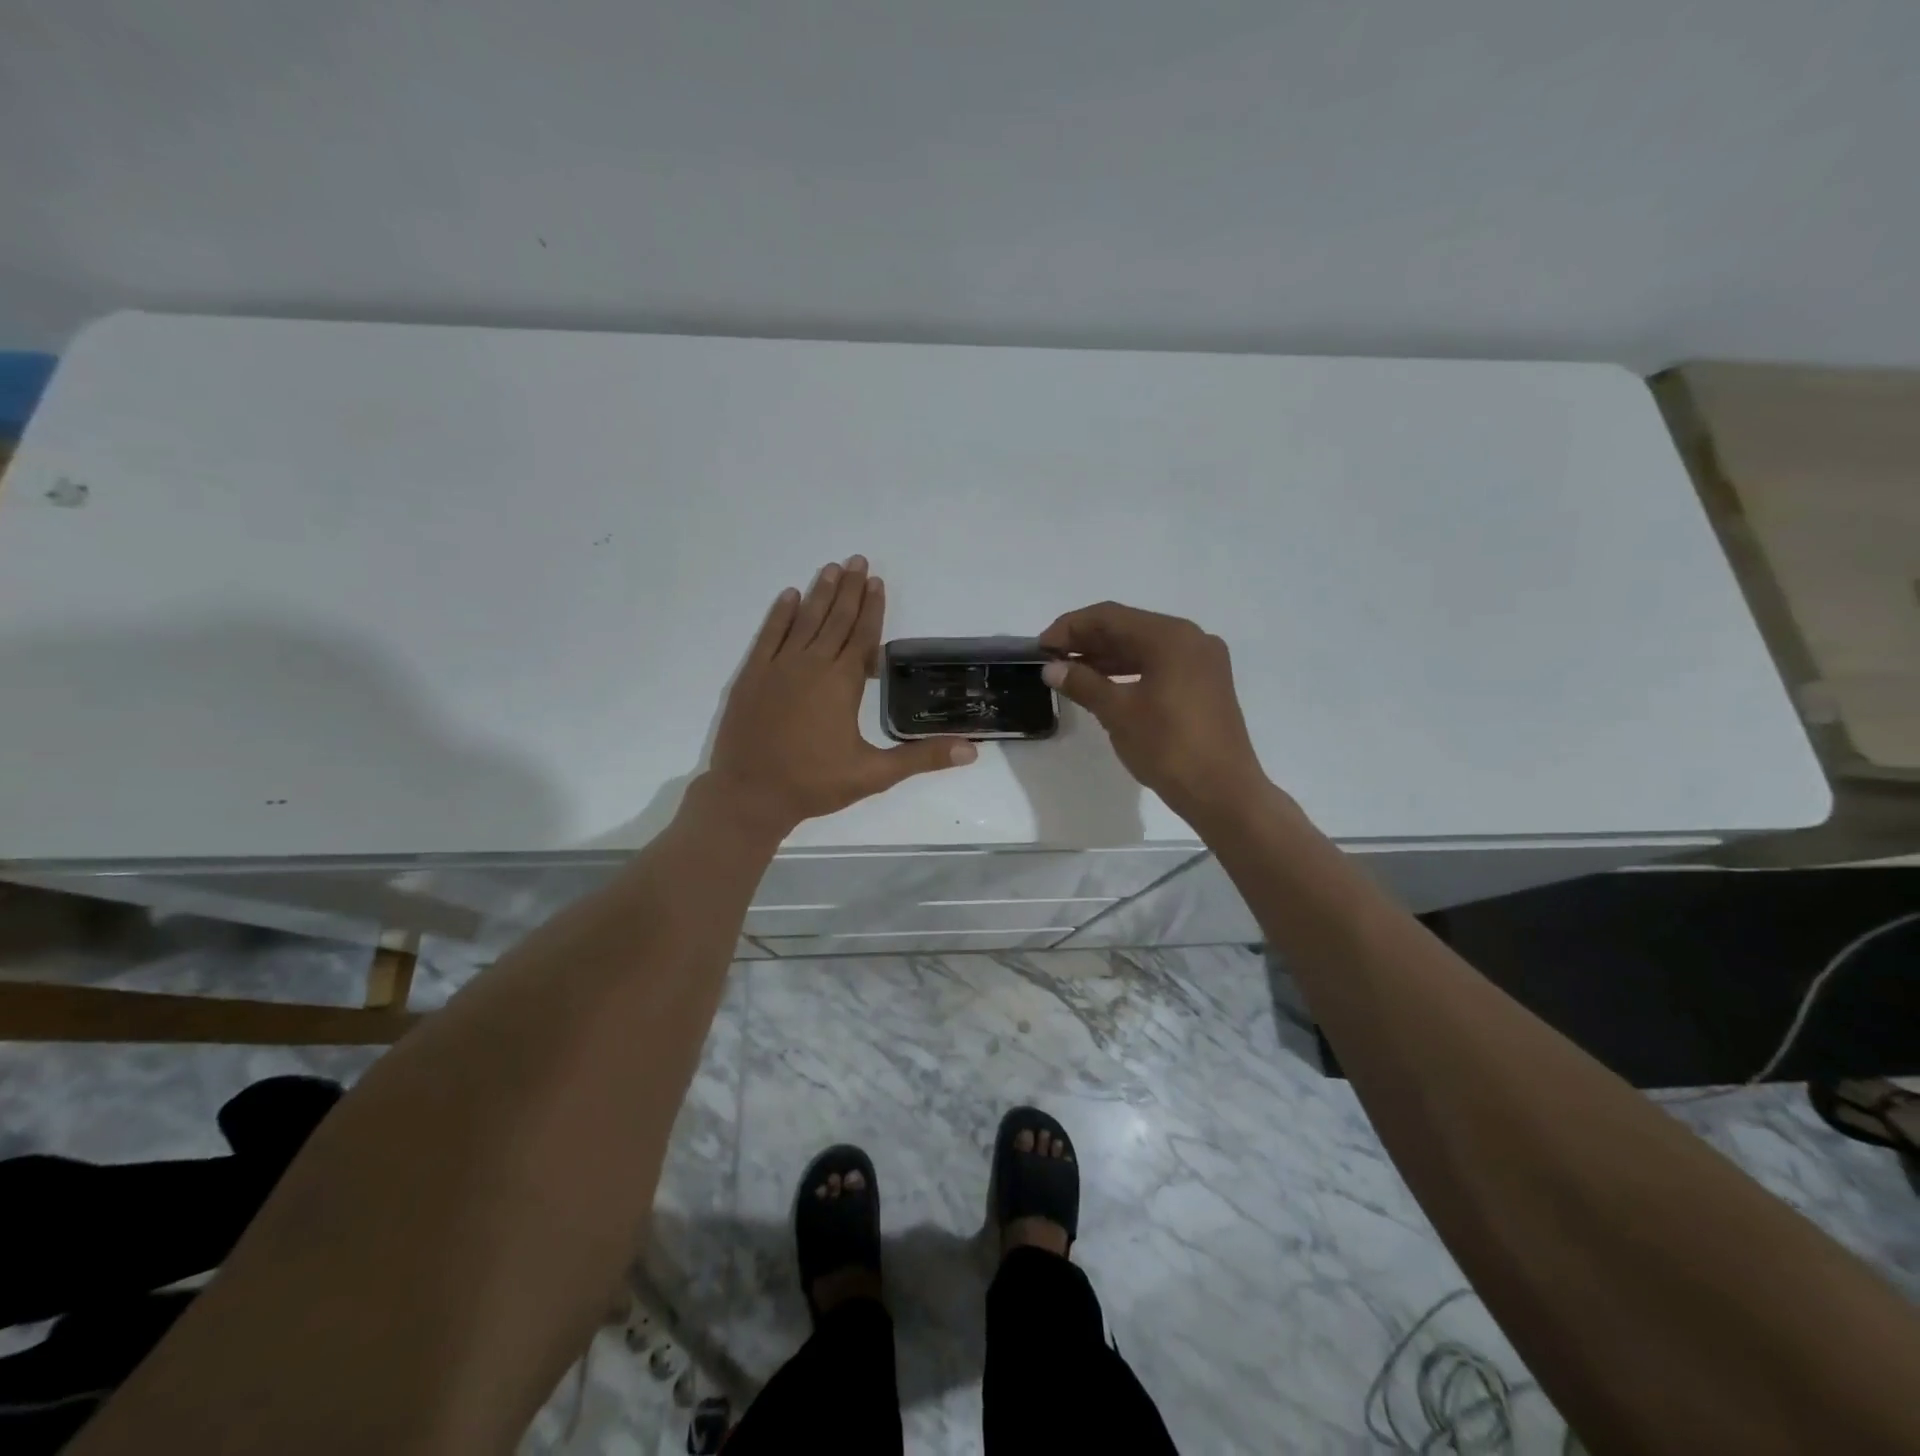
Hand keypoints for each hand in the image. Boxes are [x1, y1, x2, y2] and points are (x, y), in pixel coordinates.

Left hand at [704, 555, 975, 834]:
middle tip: (857, 559)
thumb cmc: (814, 783)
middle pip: (835, 619)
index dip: (872, 607)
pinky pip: (769, 635)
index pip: (862, 636)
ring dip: (820, 593)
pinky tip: (789, 596)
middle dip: (849, 589)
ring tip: (831, 567)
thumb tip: (971, 751)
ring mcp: (778, 667)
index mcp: (841, 683)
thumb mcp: (874, 774)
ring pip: (804, 621)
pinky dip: (780, 614)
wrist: (750, 794)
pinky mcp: (752, 675)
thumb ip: (921, 758)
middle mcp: (811, 665)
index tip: (877, 581)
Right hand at [1038, 602, 1270, 826]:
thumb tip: (1051, 669)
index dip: (1070, 627)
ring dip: (1106, 656)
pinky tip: (1103, 684)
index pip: (1110, 617)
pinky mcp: (1205, 683)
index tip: (1041, 647)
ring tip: (1070, 671)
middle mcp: (1191, 639)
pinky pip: (1159, 664)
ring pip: (1144, 646)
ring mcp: (1202, 661)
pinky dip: (1129, 670)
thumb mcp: (1118, 713)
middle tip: (1051, 659)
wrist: (1223, 793)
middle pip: (1129, 627)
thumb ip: (1083, 684)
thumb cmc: (1168, 748)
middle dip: (1087, 640)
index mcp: (1171, 637)